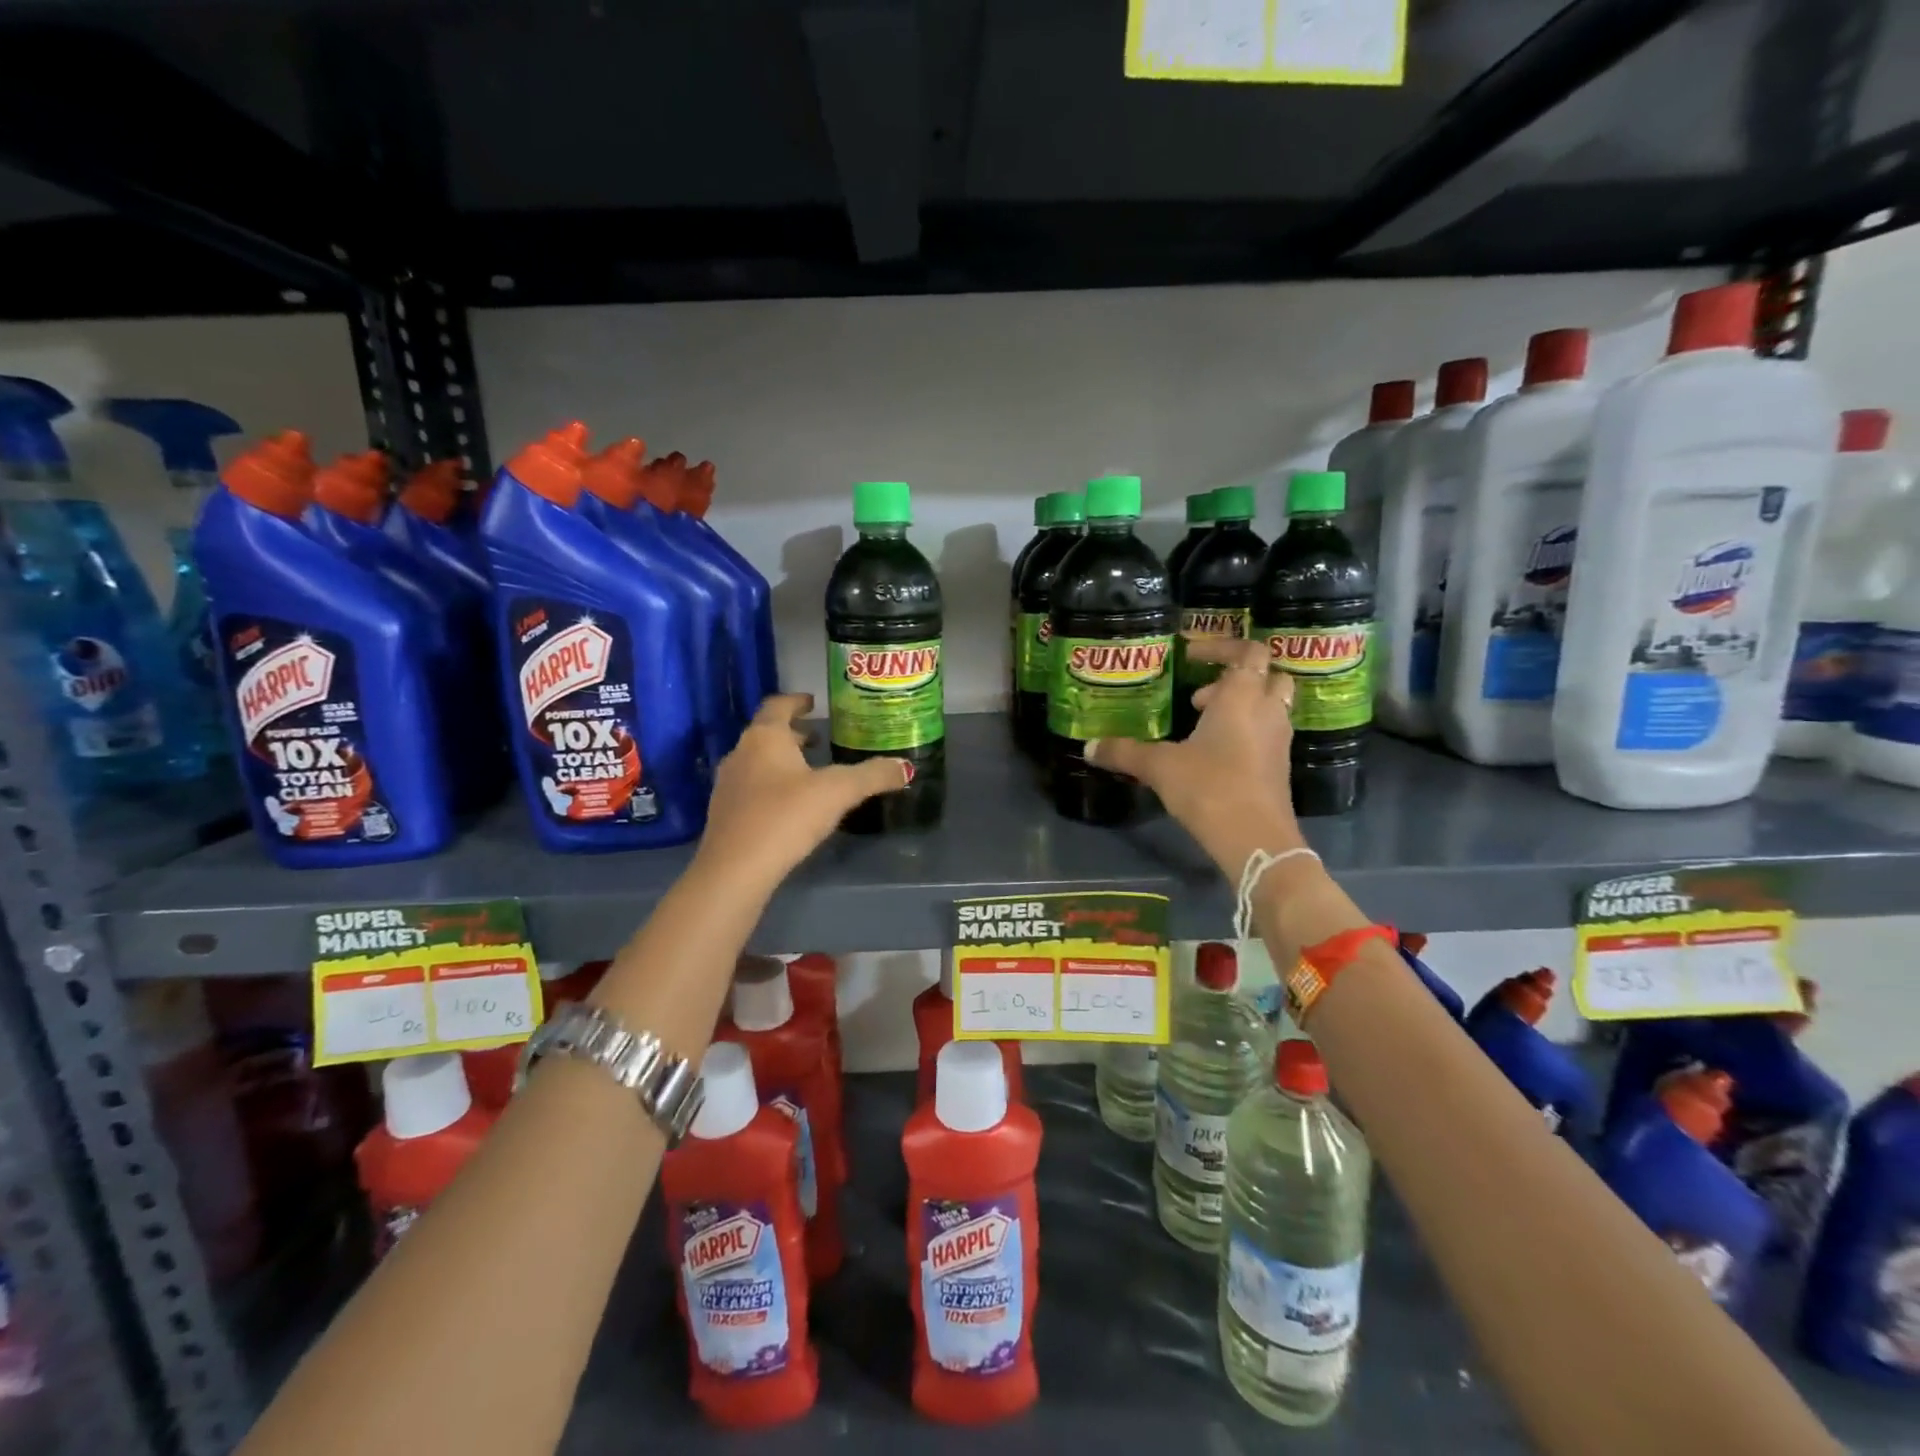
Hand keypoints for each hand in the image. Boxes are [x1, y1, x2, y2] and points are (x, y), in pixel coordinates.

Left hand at [694, 693, 908, 890]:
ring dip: (782, 761)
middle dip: (793, 734)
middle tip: (819, 739)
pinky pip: (752, 788)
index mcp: (765, 737)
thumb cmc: (785, 817)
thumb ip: (872, 776)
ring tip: (809, 772)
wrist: (735, 870)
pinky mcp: (724, 814)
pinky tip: (790, 806)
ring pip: (758, 762)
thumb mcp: (838, 792)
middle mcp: (740, 753)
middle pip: (767, 734)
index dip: (797, 701)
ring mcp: (728, 785)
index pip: (778, 705)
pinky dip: (771, 786)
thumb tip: (906, 767)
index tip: (813, 702)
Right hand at [1088, 636, 1304, 872]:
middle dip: (1234, 679)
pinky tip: (1210, 756)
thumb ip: (1124, 752)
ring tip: (1199, 726)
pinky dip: (1244, 733)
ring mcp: (1278, 741)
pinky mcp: (1278, 768)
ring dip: (1239, 707)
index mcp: (1242, 696)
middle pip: (1267, 676)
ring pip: (1268, 707)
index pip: (1248, 651)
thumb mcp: (1159, 766)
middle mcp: (1267, 711)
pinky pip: (1265, 734)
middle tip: (1199, 696)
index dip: (1221, 647)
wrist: (1255, 839)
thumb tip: (1088, 747)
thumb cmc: (1210, 787)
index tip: (1190, 656)